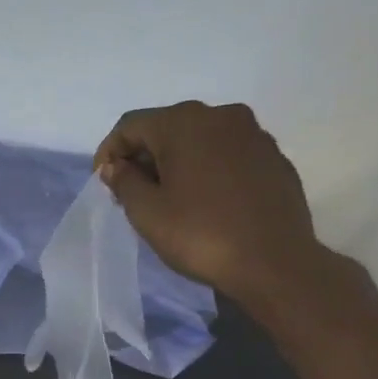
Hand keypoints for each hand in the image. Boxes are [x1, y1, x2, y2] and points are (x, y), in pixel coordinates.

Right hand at [94, 102, 325, 308]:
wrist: (274, 262)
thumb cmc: (200, 234)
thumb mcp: (147, 212)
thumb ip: (124, 181)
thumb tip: (116, 166)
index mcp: (184, 123)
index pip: (131, 125)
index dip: (109, 151)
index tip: (103, 182)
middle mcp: (221, 116)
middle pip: (167, 126)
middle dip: (144, 155)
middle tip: (132, 192)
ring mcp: (253, 134)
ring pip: (200, 138)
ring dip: (176, 161)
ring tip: (168, 197)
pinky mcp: (273, 156)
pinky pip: (227, 153)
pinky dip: (207, 168)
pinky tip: (204, 200)